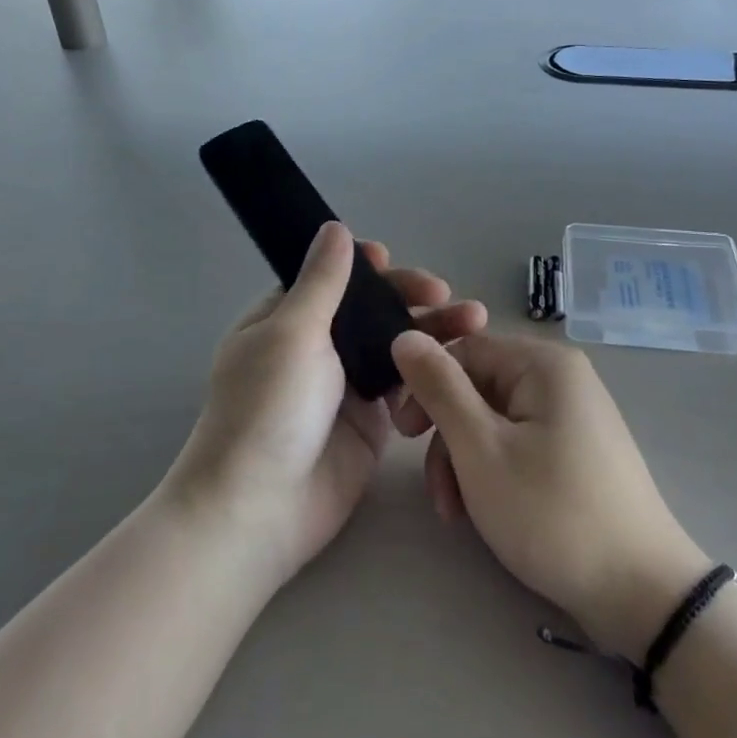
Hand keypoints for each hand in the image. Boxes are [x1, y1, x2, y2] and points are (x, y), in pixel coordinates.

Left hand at [164, 222, 485, 588]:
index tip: (391, 260)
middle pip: (369, 310)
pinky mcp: (371, 421)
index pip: (329, 279)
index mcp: (284, 320)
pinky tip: (460, 361)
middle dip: (407, 296)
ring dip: (431, 330)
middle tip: (444, 293)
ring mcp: (345, 385)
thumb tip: (334, 227)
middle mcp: (315, 348)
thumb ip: (322, 282)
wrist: (262, 509)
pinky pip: (405, 385)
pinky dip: (430, 370)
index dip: (362, 267)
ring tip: (474, 320)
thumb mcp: (292, 333)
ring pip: (394, 345)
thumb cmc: (268, 409)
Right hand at [392, 332, 710, 661]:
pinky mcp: (577, 451)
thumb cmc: (551, 513)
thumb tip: (404, 336)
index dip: (426, 386)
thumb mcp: (481, 449)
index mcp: (544, 364)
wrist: (639, 592)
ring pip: (494, 422)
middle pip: (478, 388)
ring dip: (465, 463)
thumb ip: (439, 389)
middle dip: (447, 438)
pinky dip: (493, 473)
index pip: (464, 350)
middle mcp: (562, 379)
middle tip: (435, 490)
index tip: (402, 435)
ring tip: (457, 515)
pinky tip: (484, 513)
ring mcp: (573, 416)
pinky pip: (519, 444)